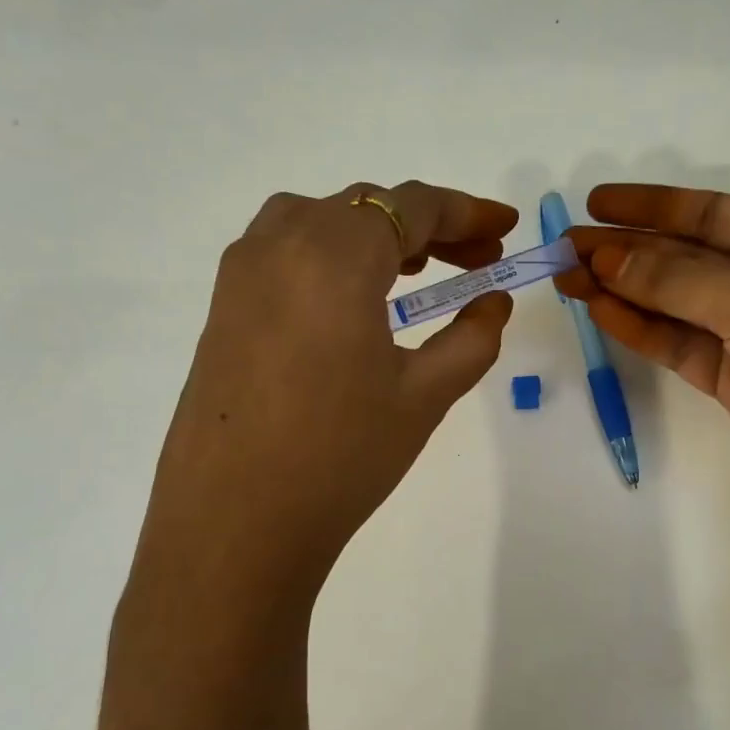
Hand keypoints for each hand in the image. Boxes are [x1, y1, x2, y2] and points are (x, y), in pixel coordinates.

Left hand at [131, 182, 517, 598]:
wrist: (234, 524)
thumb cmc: (341, 456)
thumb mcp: (425, 395)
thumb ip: (472, 338)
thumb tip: (494, 302)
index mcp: (336, 254)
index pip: (412, 206)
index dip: (467, 210)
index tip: (506, 224)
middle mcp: (281, 242)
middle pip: (368, 206)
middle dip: (430, 226)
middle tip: (477, 260)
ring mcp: (242, 271)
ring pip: (323, 220)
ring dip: (378, 233)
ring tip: (417, 272)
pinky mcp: (223, 303)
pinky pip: (287, 249)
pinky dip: (333, 252)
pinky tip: (355, 299)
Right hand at [560, 184, 729, 534]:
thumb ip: (674, 280)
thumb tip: (605, 259)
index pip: (712, 212)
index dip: (653, 206)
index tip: (597, 205)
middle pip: (687, 257)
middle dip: (627, 251)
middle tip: (565, 247)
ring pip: (677, 303)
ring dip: (624, 290)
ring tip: (567, 278)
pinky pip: (680, 344)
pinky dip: (642, 328)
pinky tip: (600, 310)